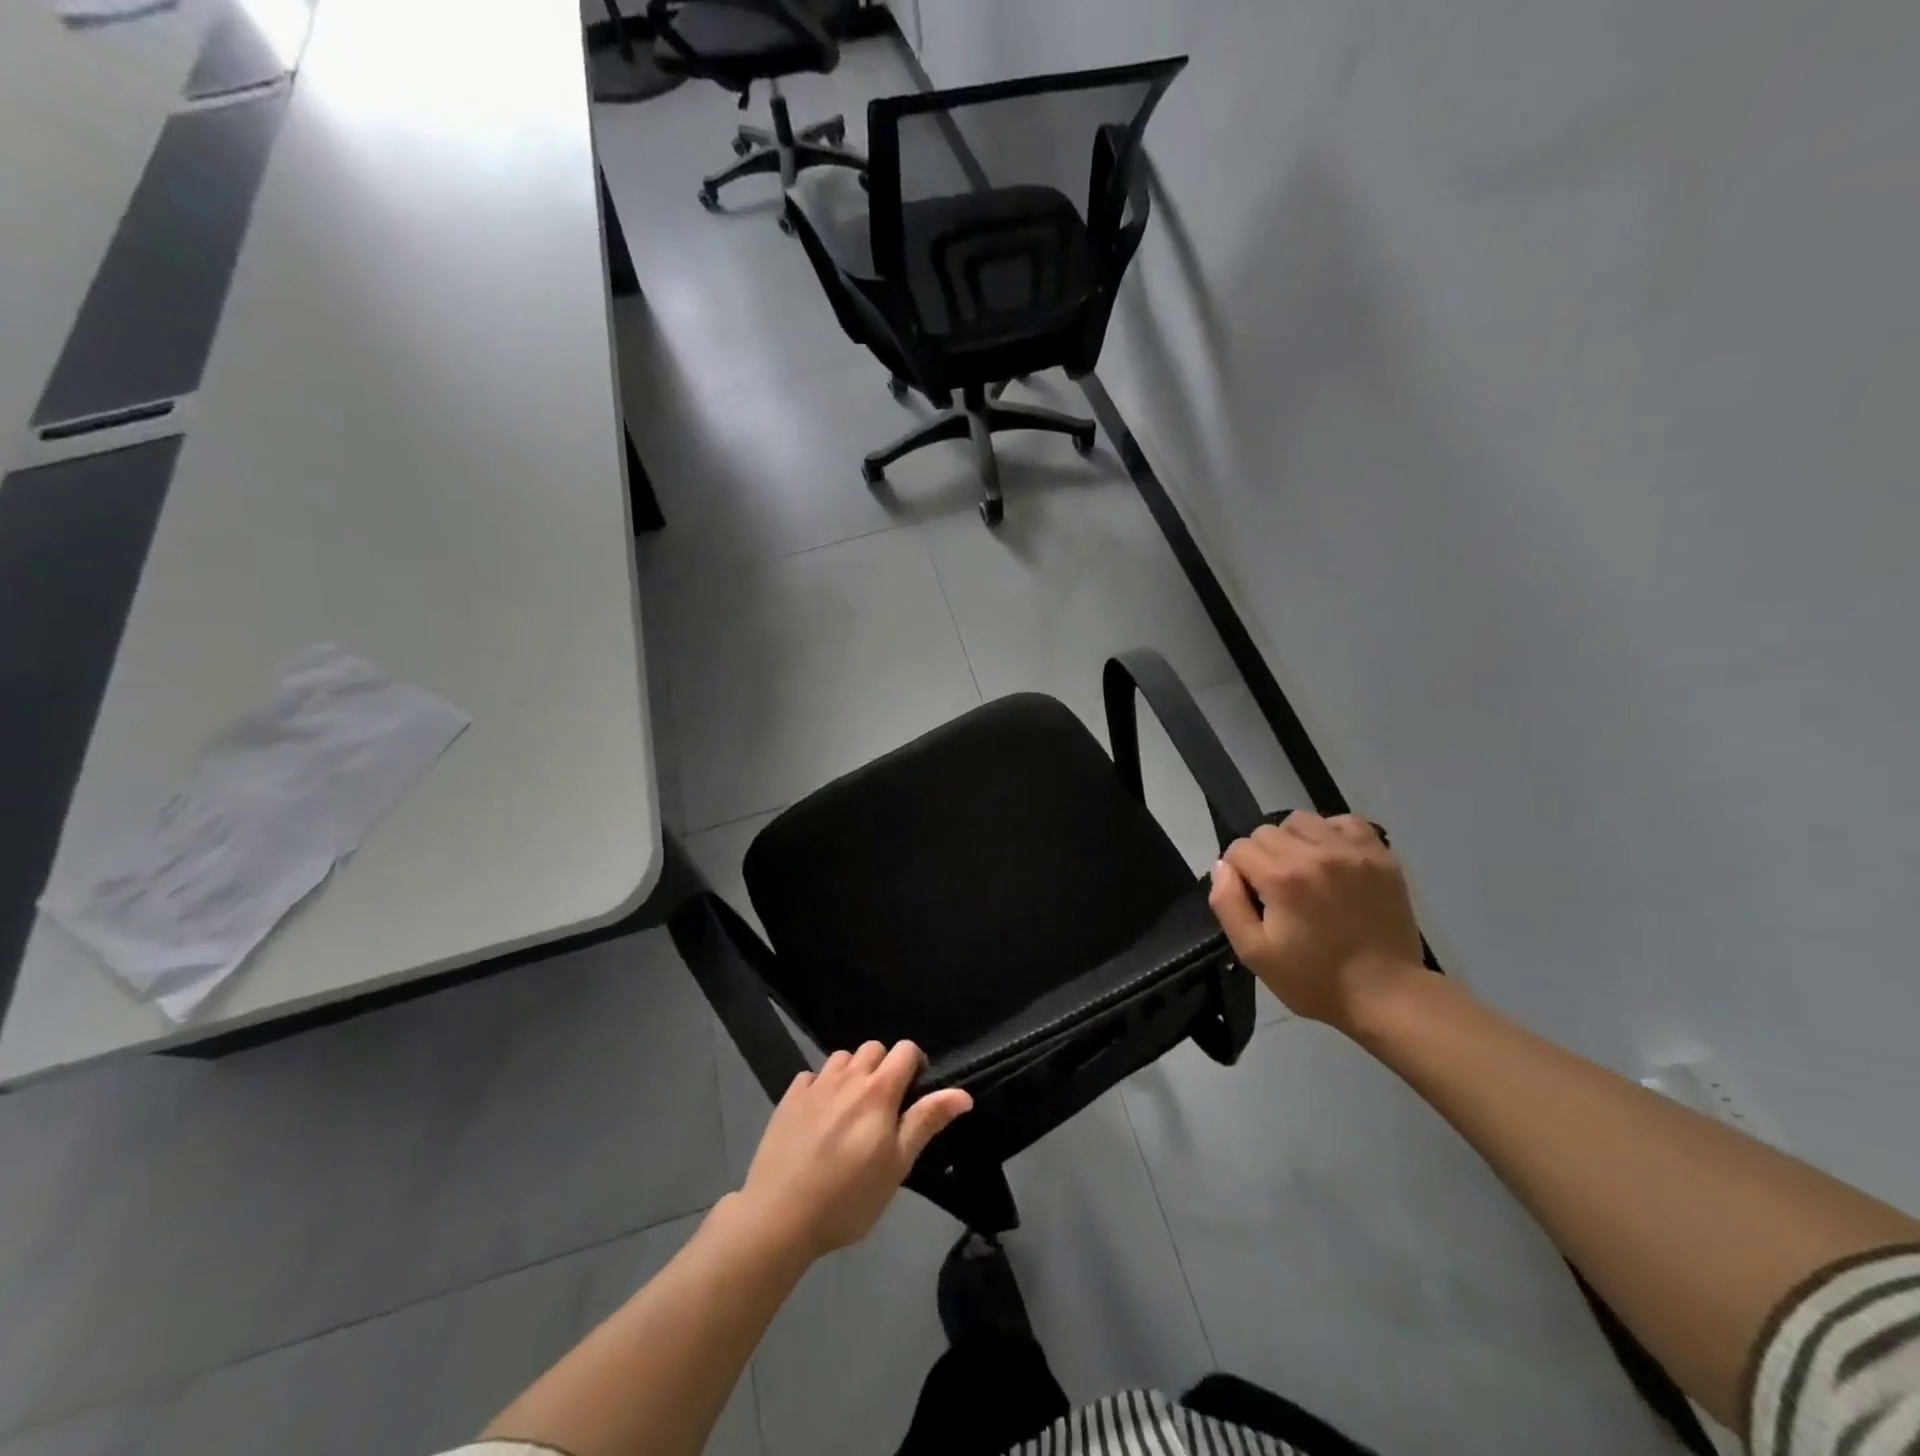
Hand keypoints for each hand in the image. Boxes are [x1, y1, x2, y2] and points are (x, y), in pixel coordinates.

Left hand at [737, 1041, 971, 1261]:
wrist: (779, 1215)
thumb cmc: (848, 1196)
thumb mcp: (897, 1165)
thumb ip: (927, 1121)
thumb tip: (963, 1093)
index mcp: (879, 1090)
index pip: (906, 1050)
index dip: (915, 1064)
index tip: (914, 1093)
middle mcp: (848, 1076)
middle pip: (874, 1048)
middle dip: (884, 1067)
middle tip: (883, 1107)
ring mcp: (815, 1084)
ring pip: (842, 1058)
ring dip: (852, 1073)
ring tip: (851, 1109)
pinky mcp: (789, 1098)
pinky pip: (812, 1076)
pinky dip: (821, 1086)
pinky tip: (819, 1116)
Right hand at [1208, 813, 1426, 1034]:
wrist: (1386, 995)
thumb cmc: (1314, 979)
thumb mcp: (1254, 953)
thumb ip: (1227, 904)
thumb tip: (1222, 867)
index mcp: (1281, 878)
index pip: (1239, 848)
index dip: (1237, 873)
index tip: (1251, 899)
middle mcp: (1315, 853)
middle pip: (1266, 831)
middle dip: (1261, 856)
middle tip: (1276, 890)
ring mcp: (1351, 851)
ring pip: (1302, 821)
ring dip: (1293, 840)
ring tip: (1303, 870)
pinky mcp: (1380, 856)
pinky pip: (1345, 822)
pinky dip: (1331, 833)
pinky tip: (1331, 859)